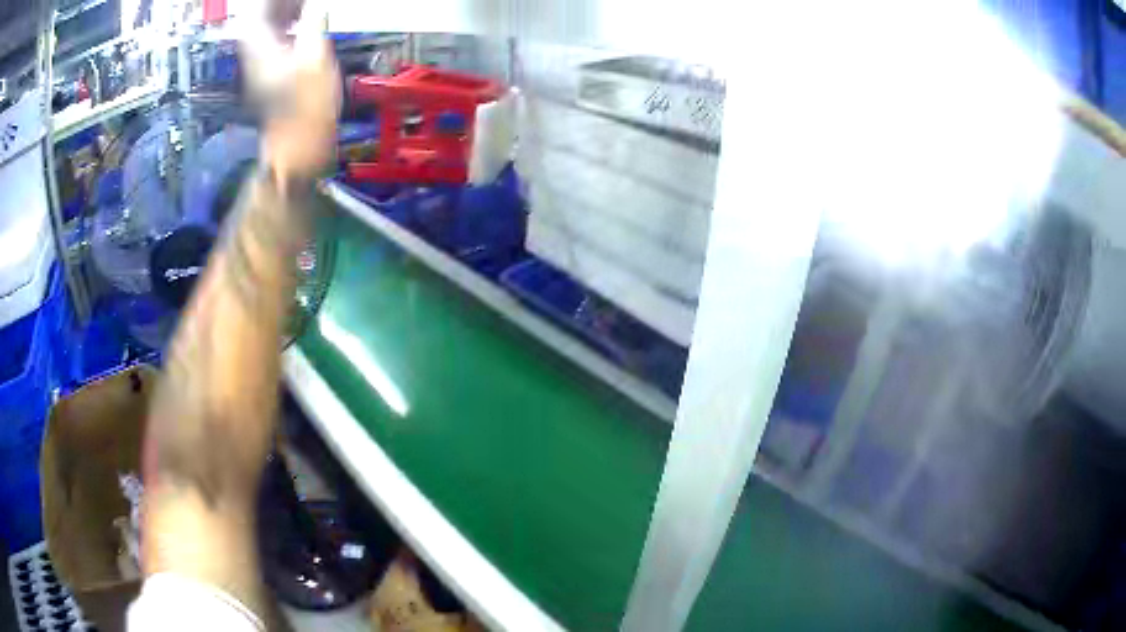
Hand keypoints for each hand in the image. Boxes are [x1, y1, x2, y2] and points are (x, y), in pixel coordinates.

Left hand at [241, 2, 340, 189]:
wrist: (297, 150)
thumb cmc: (306, 110)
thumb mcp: (316, 60)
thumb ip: (314, 25)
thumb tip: (316, 7)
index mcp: (259, 49)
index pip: (256, 10)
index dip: (271, 0)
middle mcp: (252, 56)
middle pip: (257, 18)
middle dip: (279, 4)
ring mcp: (258, 68)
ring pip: (264, 29)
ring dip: (283, 12)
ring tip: (304, 4)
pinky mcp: (268, 77)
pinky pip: (271, 42)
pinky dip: (285, 28)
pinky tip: (302, 24)